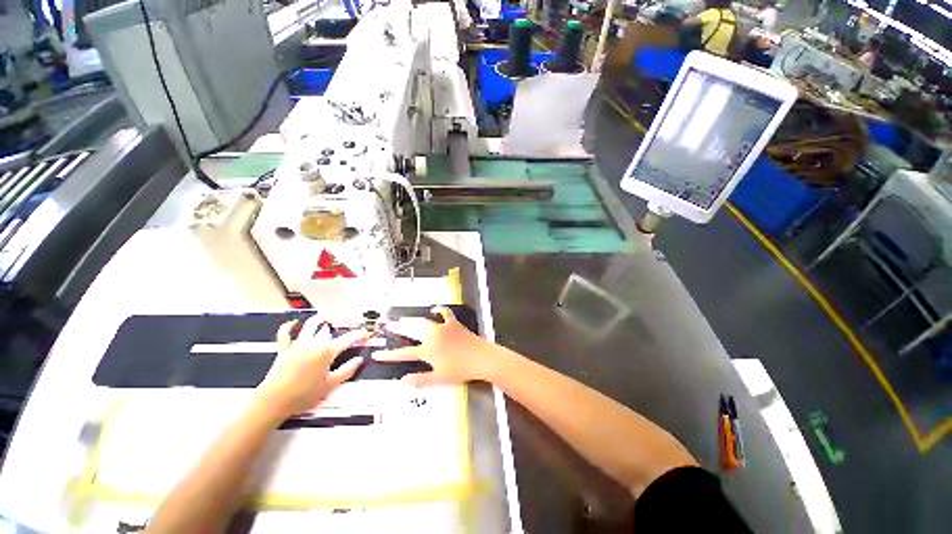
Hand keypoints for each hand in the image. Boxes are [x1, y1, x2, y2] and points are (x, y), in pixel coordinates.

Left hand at [256, 317, 368, 417]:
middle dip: (338, 329)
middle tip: (344, 329)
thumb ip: (347, 370)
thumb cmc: (305, 394)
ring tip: (324, 318)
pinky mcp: (284, 349)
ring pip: (310, 327)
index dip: (359, 335)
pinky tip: (293, 322)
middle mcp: (314, 343)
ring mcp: (298, 344)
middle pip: (328, 331)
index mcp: (328, 351)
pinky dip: (288, 326)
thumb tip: (360, 359)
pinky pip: (285, 334)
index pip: (347, 339)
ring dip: (318, 321)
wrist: (274, 400)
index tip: (366, 332)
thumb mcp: (331, 385)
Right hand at [373, 306, 495, 386]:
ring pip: (423, 321)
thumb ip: (420, 380)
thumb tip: (403, 380)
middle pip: (411, 331)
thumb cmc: (460, 370)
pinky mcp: (453, 323)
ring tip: (405, 318)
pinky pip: (444, 313)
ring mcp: (443, 327)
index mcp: (427, 351)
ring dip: (413, 320)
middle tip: (389, 326)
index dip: (389, 355)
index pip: (403, 353)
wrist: (481, 358)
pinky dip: (438, 310)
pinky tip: (434, 309)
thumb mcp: (439, 379)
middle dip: (399, 328)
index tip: (377, 354)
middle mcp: (432, 336)